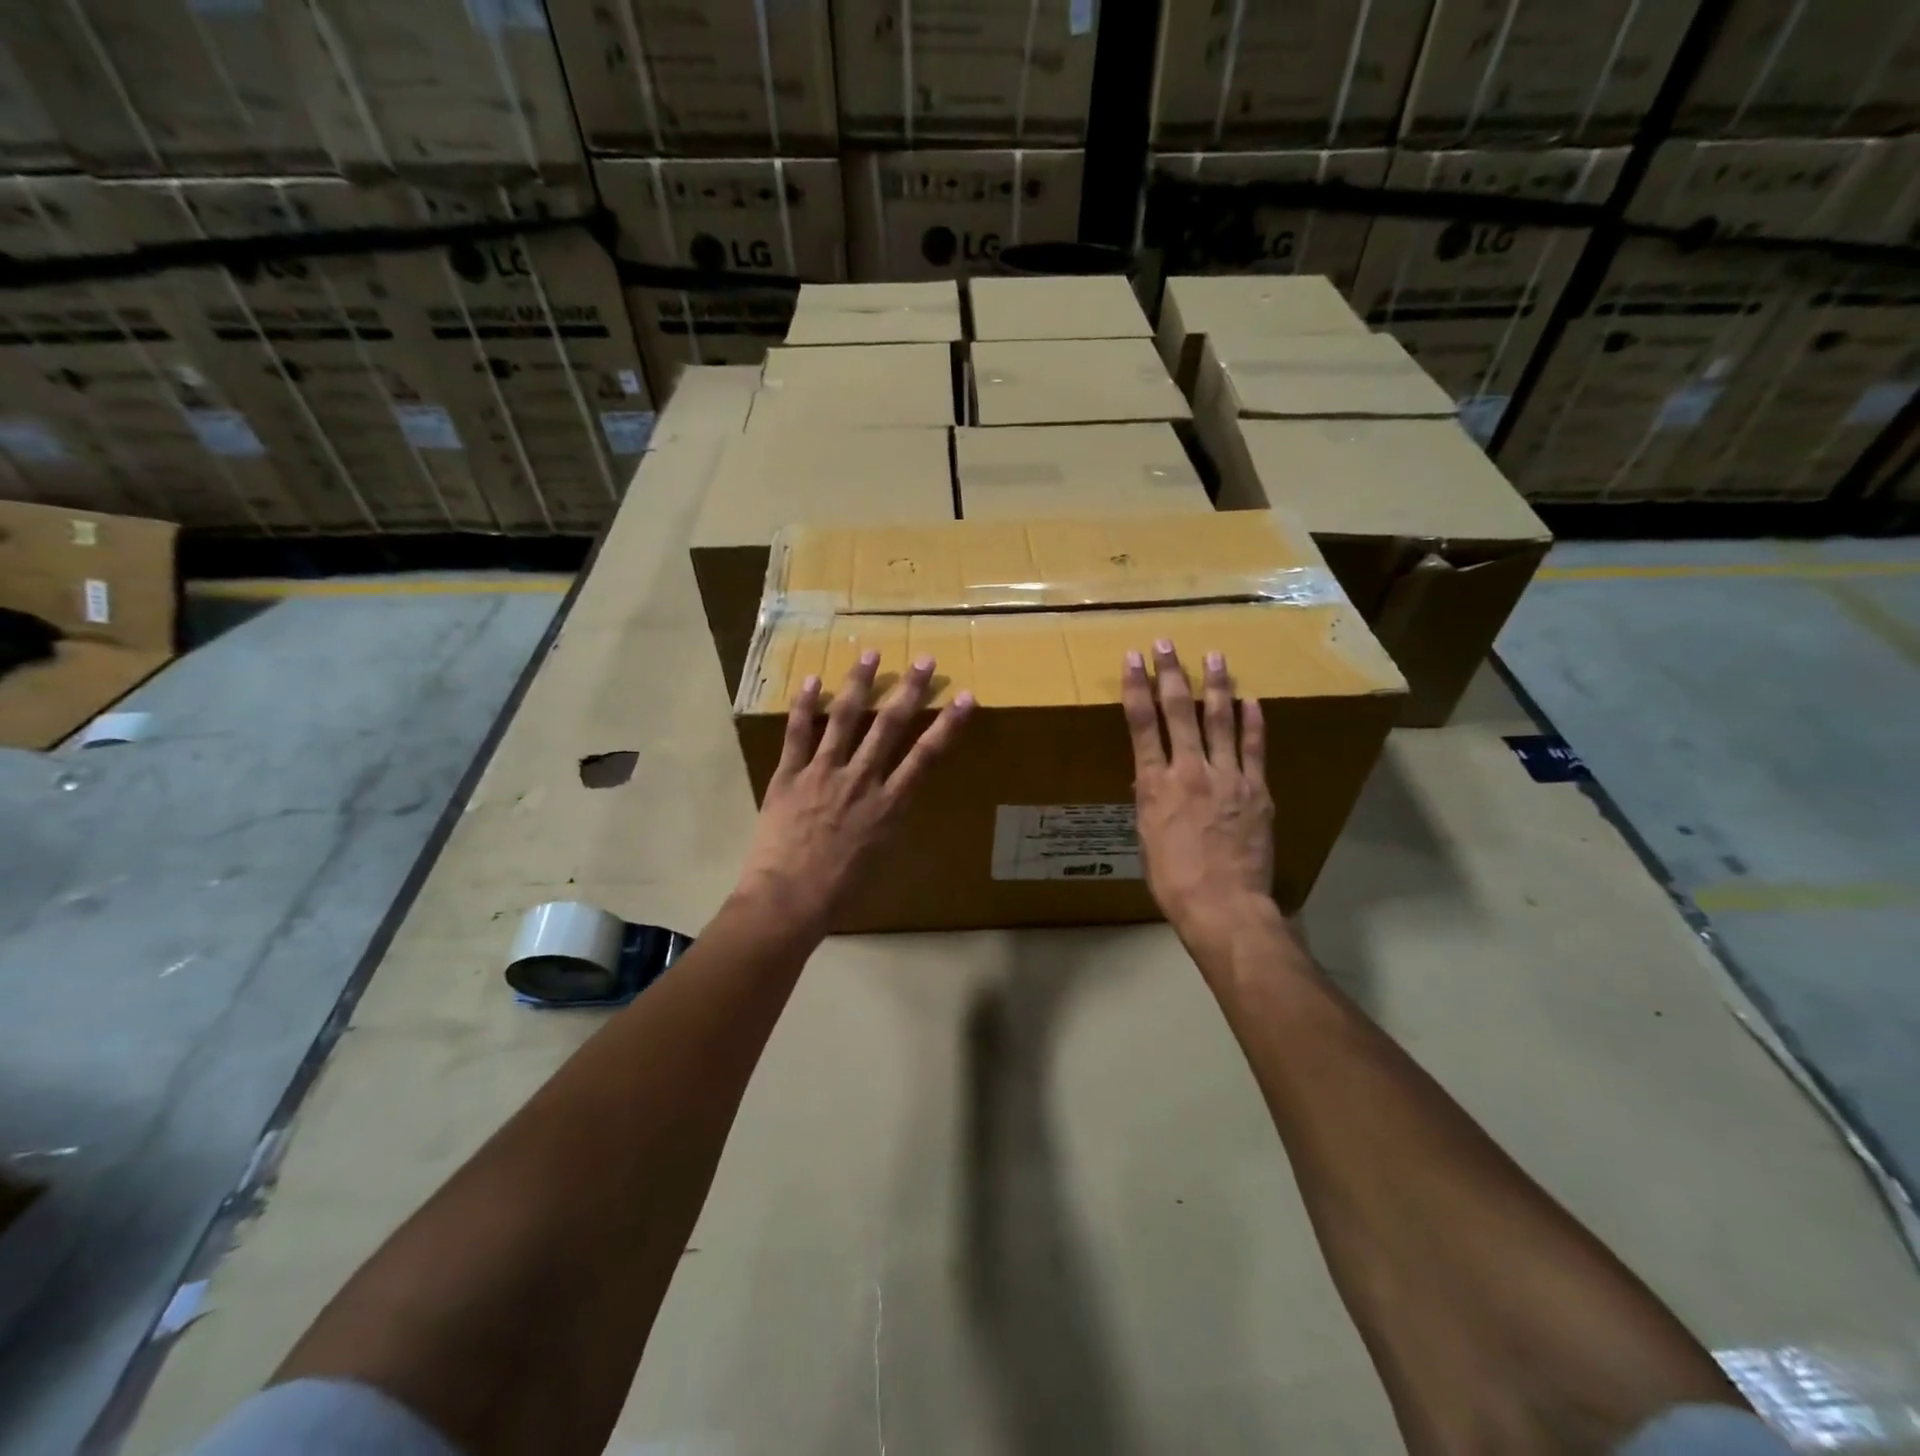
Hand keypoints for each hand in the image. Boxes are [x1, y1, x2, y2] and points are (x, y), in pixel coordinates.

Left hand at [734, 651, 973, 937]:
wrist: (788, 899)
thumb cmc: (840, 892)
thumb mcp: (880, 858)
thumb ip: (888, 822)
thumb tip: (893, 801)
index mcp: (889, 805)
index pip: (926, 756)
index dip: (948, 725)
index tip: (966, 698)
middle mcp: (861, 779)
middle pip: (889, 726)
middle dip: (910, 690)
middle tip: (925, 660)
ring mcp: (823, 773)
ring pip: (844, 718)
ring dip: (860, 684)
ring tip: (871, 654)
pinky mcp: (789, 775)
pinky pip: (797, 734)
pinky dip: (804, 706)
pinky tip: (812, 679)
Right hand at [1122, 641, 1277, 945]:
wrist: (1224, 904)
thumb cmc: (1173, 879)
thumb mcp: (1146, 838)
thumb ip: (1150, 802)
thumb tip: (1150, 779)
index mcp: (1155, 785)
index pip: (1142, 725)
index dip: (1137, 688)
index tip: (1134, 660)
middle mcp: (1190, 771)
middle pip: (1179, 712)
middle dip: (1171, 674)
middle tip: (1166, 644)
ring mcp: (1228, 777)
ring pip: (1220, 721)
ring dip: (1216, 685)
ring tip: (1214, 656)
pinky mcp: (1257, 790)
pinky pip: (1255, 748)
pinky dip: (1252, 722)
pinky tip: (1250, 699)